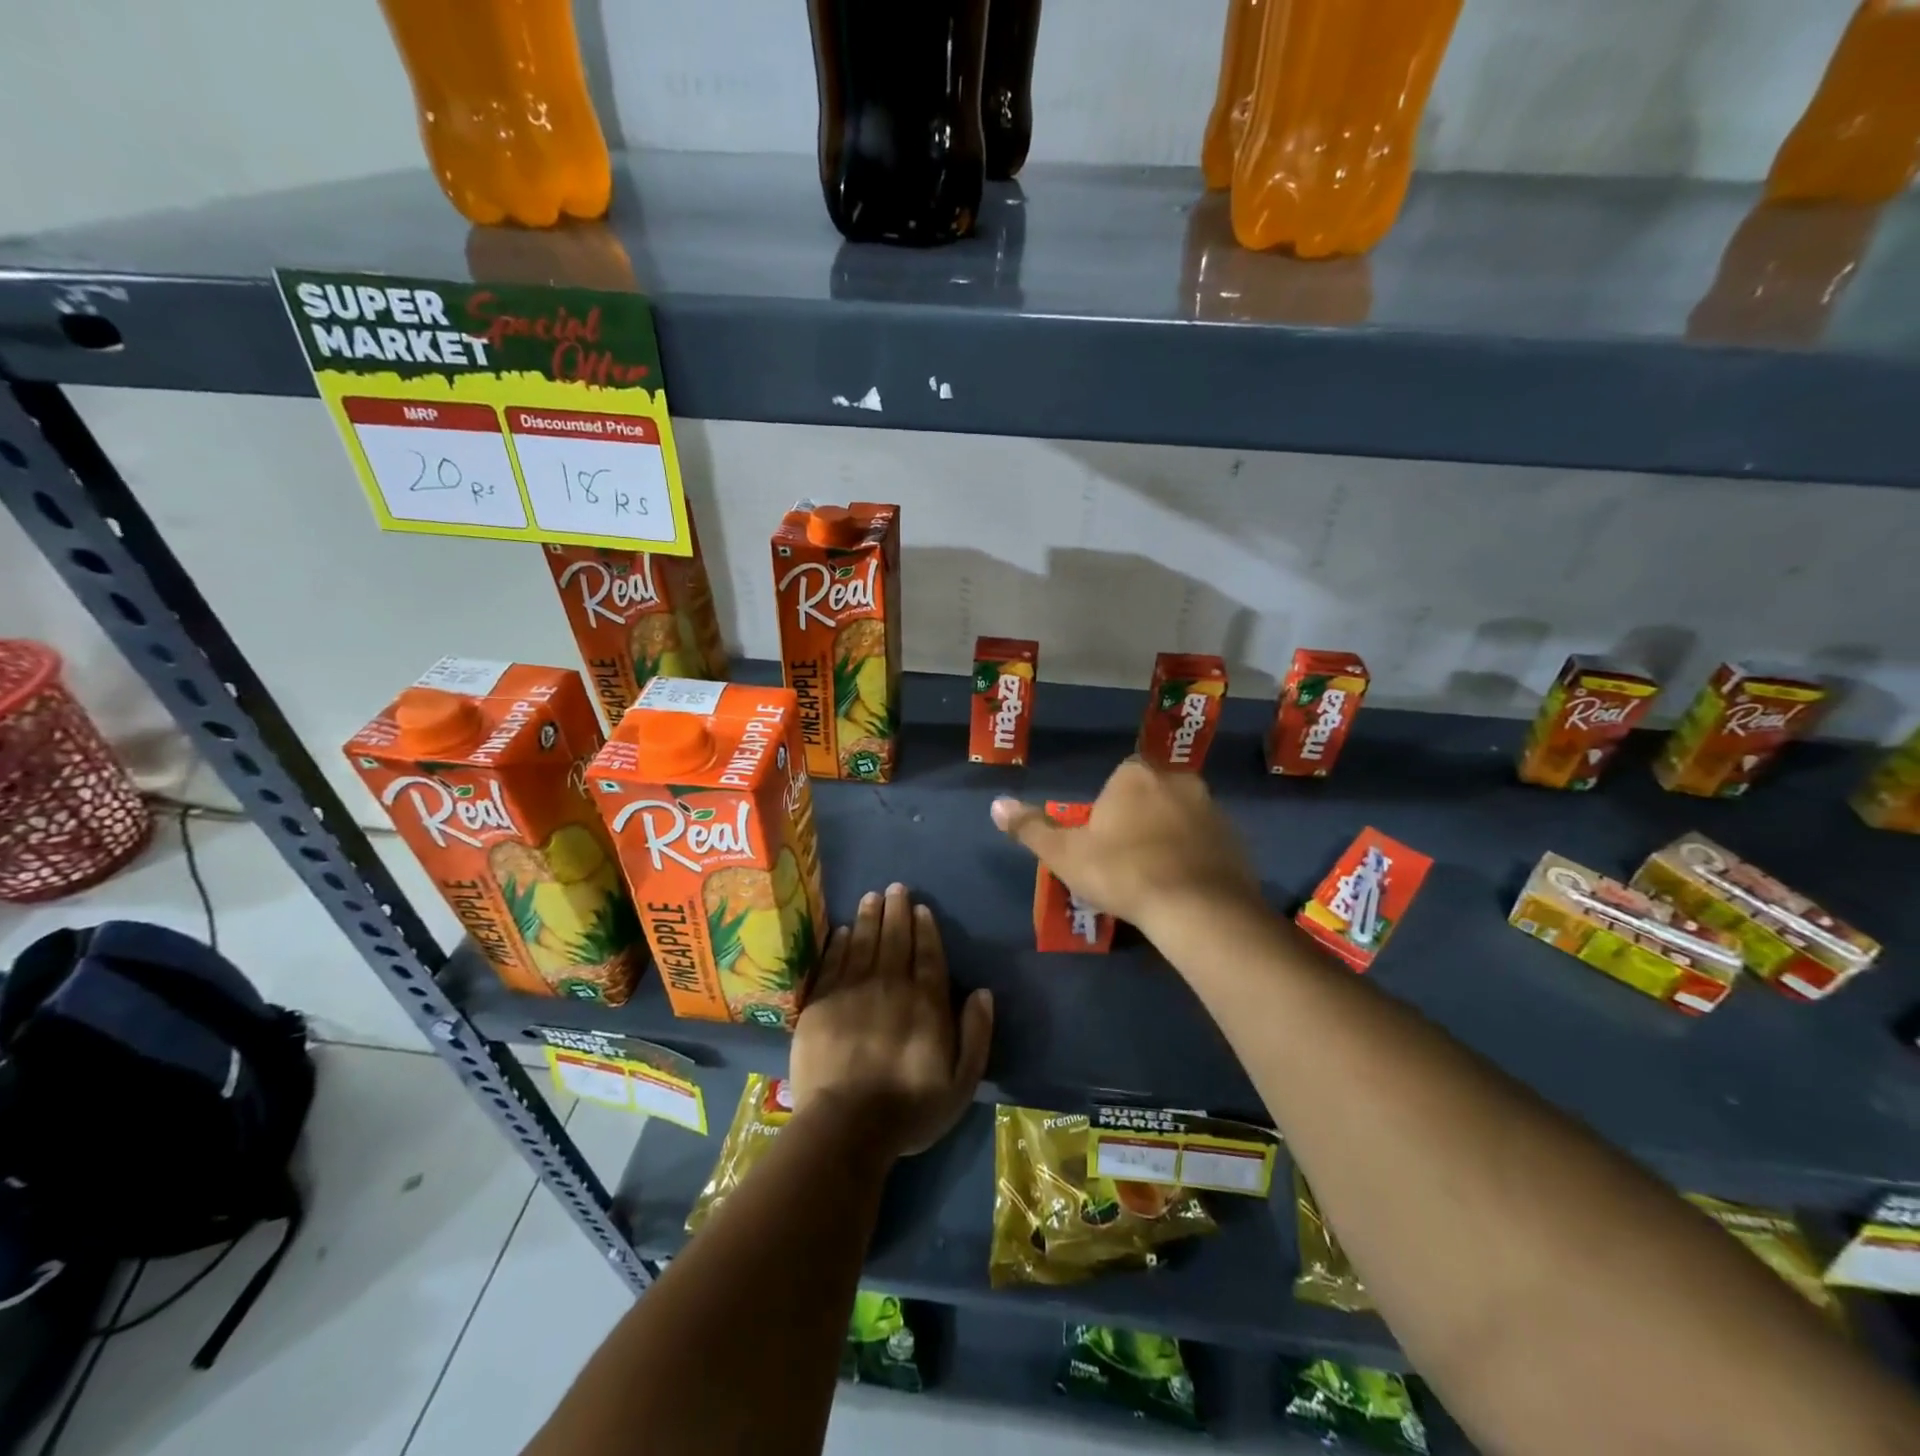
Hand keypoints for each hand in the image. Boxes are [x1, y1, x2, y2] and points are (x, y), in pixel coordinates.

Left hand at [790, 883, 992, 1158]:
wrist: (846, 1126)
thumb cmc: (910, 1109)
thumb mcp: (961, 1082)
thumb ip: (976, 1034)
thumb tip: (982, 992)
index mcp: (926, 1003)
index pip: (929, 955)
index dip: (926, 929)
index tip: (921, 908)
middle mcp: (891, 986)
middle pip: (896, 940)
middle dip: (897, 911)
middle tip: (896, 887)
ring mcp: (853, 992)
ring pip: (864, 943)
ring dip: (870, 917)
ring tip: (872, 896)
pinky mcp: (822, 1003)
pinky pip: (834, 963)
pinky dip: (840, 943)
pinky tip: (845, 929)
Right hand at [990, 757, 1260, 933]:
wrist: (1197, 908)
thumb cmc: (1123, 872)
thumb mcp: (1064, 854)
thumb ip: (1031, 827)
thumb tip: (996, 804)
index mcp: (1135, 775)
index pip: (1118, 780)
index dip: (1108, 810)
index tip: (1102, 842)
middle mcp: (1178, 780)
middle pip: (1151, 795)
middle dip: (1139, 820)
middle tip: (1126, 861)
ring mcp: (1213, 809)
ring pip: (1181, 817)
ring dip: (1169, 837)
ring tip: (1155, 878)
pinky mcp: (1237, 840)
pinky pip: (1207, 843)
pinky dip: (1195, 857)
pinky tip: (1184, 888)